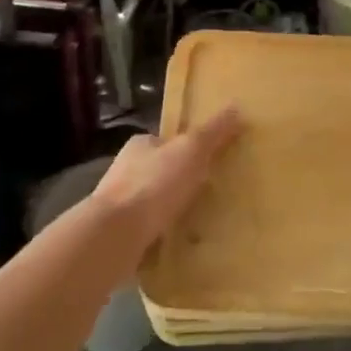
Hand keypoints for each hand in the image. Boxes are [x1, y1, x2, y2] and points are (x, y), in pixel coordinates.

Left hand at [90, 106, 241, 247]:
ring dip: (170, 210)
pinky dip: (161, 234)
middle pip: (160, 171)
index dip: (188, 149)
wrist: (114, 236)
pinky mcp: (118, 235)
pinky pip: (147, 230)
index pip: (167, 141)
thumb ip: (213, 131)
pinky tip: (178, 244)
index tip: (209, 163)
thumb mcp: (190, 150)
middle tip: (209, 193)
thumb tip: (236, 107)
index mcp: (140, 145)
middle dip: (180, 181)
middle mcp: (125, 171)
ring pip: (152, 203)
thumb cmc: (153, 184)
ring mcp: (119, 205)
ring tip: (198, 222)